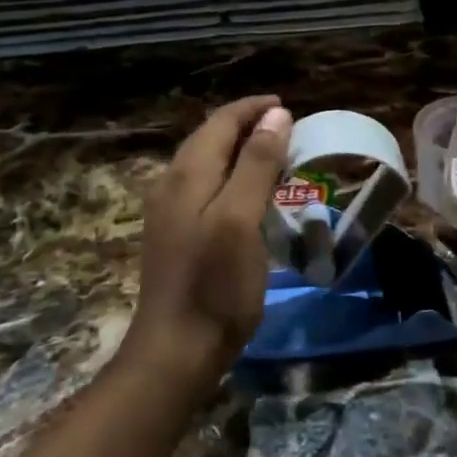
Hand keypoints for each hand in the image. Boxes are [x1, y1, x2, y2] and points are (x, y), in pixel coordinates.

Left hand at [122, 96, 293, 394]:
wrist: (175, 351)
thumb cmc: (215, 284)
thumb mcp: (241, 218)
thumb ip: (257, 164)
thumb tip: (276, 114)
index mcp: (187, 173)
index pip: (221, 121)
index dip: (253, 108)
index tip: (287, 105)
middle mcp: (171, 183)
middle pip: (210, 137)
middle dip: (246, 125)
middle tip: (286, 127)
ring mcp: (168, 210)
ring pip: (206, 161)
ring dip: (239, 149)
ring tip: (273, 153)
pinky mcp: (174, 234)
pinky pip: (204, 186)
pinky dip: (230, 175)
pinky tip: (247, 193)